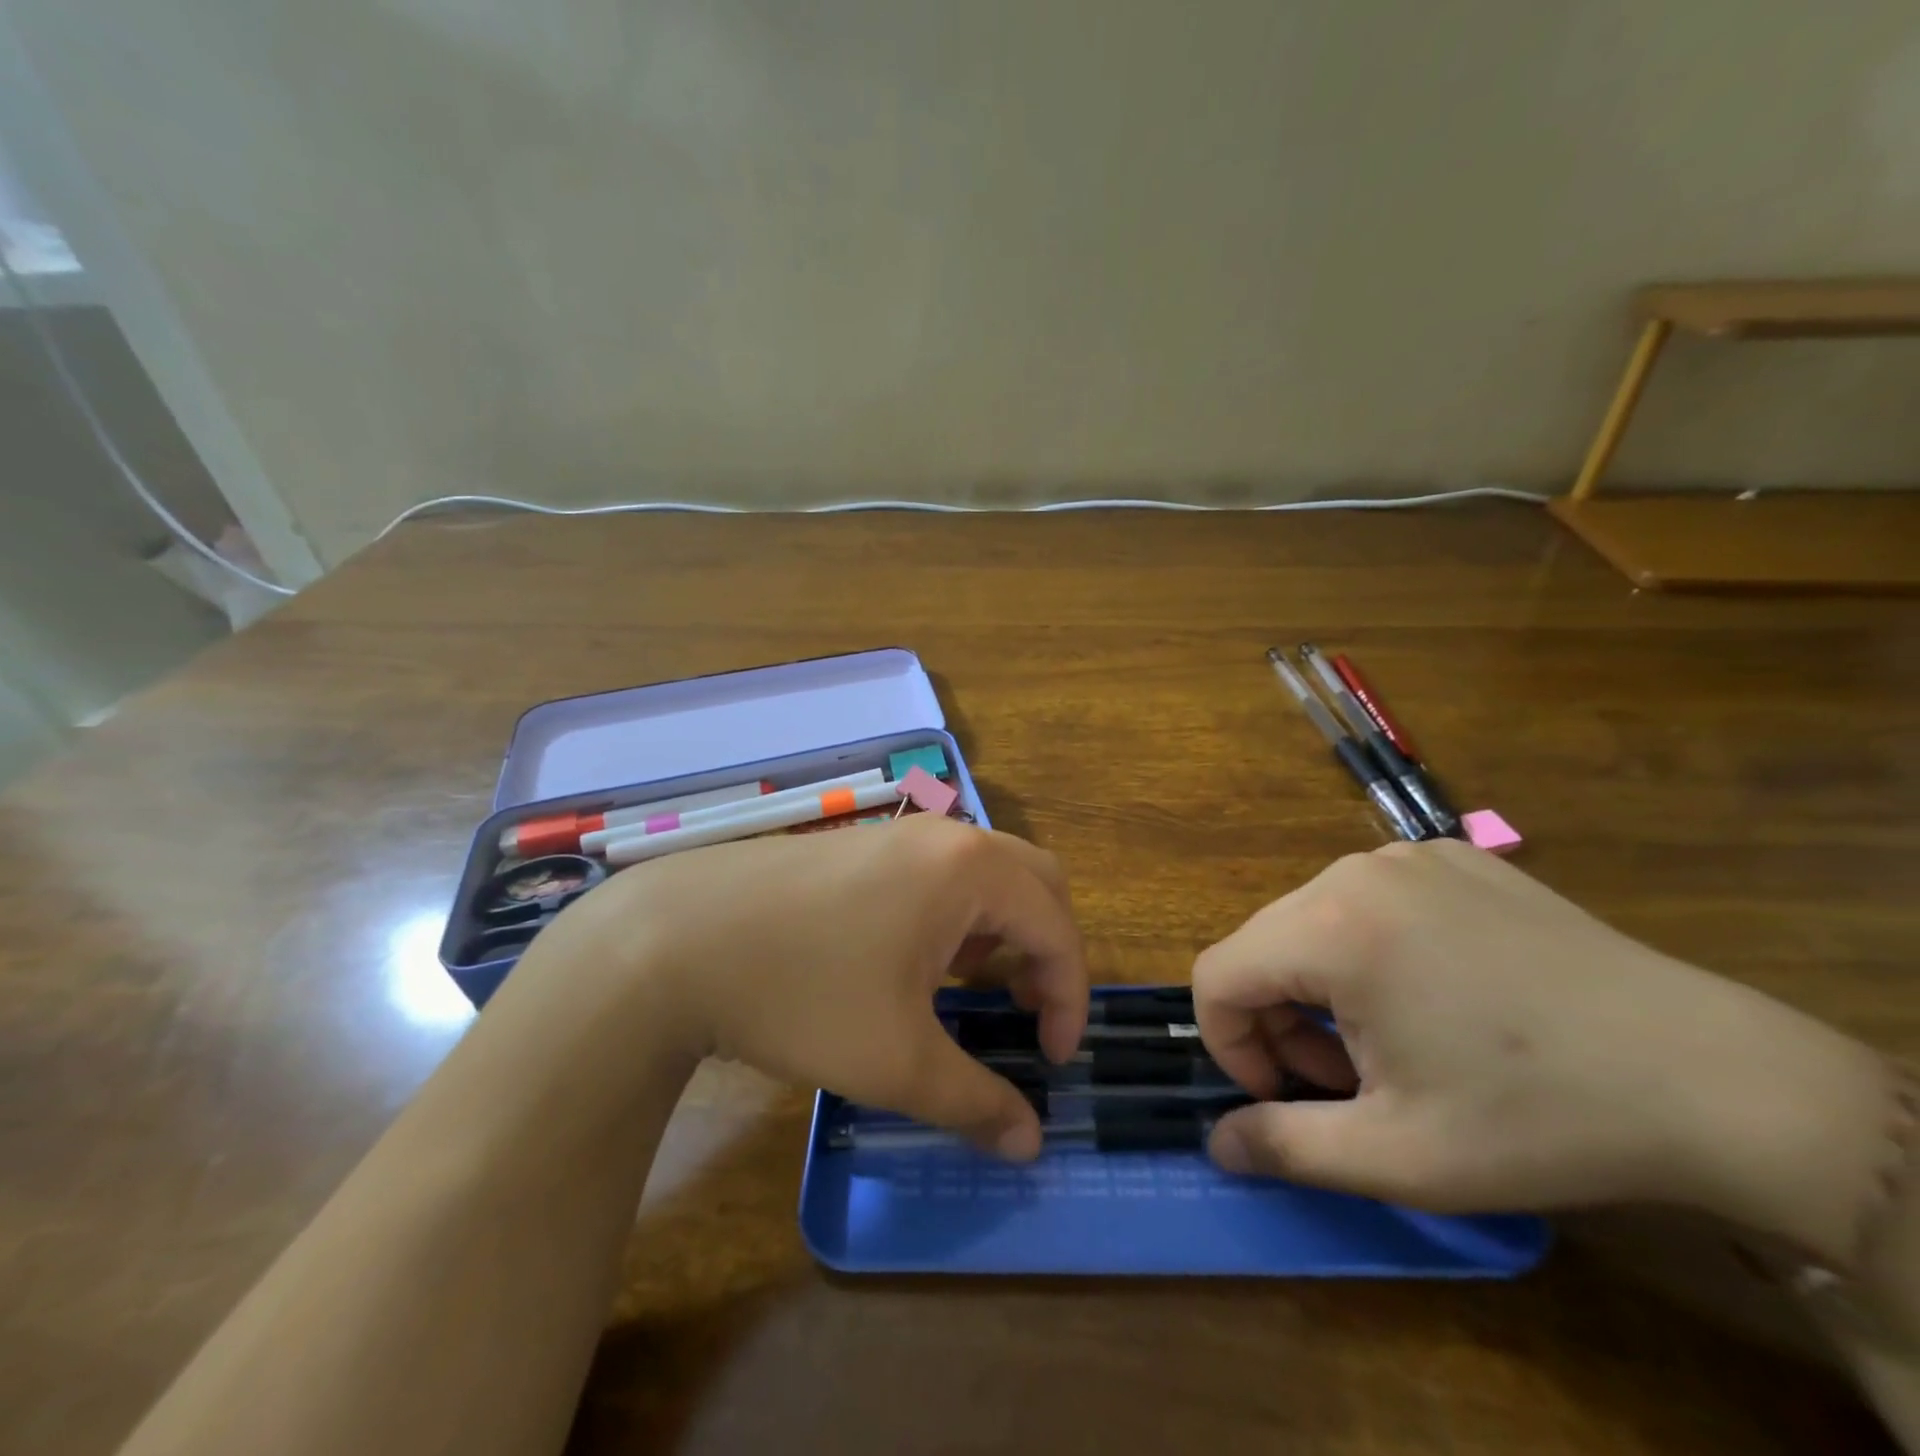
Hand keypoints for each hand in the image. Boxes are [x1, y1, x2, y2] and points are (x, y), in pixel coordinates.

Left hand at [550, 815, 1086, 1160]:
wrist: (676, 939)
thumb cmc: (801, 993)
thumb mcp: (896, 1062)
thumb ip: (975, 1102)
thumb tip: (1030, 1143)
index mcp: (969, 871)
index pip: (1056, 927)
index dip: (1070, 997)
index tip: (1054, 1059)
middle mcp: (943, 838)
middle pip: (1035, 882)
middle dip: (1047, 949)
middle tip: (1028, 1011)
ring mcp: (898, 835)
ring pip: (986, 874)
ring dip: (1002, 929)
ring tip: (972, 990)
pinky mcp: (861, 846)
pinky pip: (941, 873)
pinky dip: (958, 916)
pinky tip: (915, 962)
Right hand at [1194, 840, 1890, 1253]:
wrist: (1711, 1076)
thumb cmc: (1538, 1118)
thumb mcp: (1398, 1155)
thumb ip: (1286, 1146)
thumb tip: (1218, 1142)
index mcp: (1330, 928)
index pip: (1218, 975)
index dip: (1229, 1043)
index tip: (1285, 1093)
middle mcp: (1354, 871)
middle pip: (1263, 944)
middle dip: (1280, 1018)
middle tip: (1348, 1080)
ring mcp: (1406, 854)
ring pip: (1311, 919)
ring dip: (1322, 984)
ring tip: (1394, 1040)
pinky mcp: (1452, 855)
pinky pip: (1368, 898)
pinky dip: (1369, 947)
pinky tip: (1438, 990)